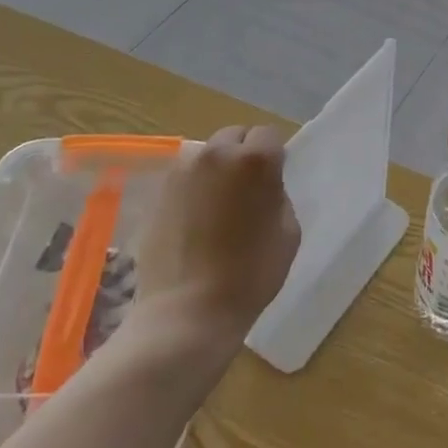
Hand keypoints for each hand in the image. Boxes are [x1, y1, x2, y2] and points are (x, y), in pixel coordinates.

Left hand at [131, 125, 299, 341]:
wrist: (187, 312)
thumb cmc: (250, 274)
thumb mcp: (288, 233)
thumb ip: (278, 197)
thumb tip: (265, 187)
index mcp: (254, 160)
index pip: (269, 135)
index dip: (274, 157)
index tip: (273, 183)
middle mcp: (216, 154)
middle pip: (235, 136)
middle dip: (244, 155)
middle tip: (247, 191)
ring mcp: (182, 172)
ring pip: (207, 155)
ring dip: (218, 169)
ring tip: (220, 206)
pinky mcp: (159, 193)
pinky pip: (186, 177)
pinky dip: (195, 188)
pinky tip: (197, 220)